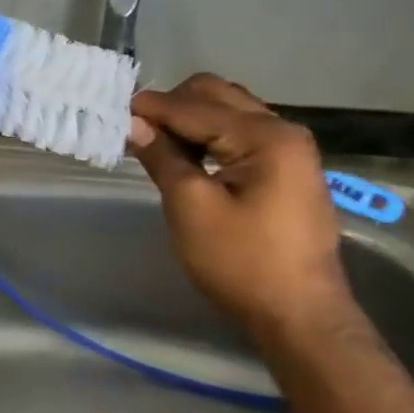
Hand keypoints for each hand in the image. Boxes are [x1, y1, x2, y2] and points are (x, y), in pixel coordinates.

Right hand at [129, 74, 347, 333]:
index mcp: (265, 137)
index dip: (150, 108)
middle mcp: (283, 131)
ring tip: (157, 143)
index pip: (194, 106)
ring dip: (190, 118)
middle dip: (172, 106)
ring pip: (228, 110)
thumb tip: (133, 123)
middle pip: (215, 94)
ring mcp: (290, 150)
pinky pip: (239, 131)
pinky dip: (209, 134)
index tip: (112, 113)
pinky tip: (186, 156)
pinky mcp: (287, 168)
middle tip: (137, 130)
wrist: (301, 318)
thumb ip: (162, 156)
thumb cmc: (242, 262)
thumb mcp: (190, 207)